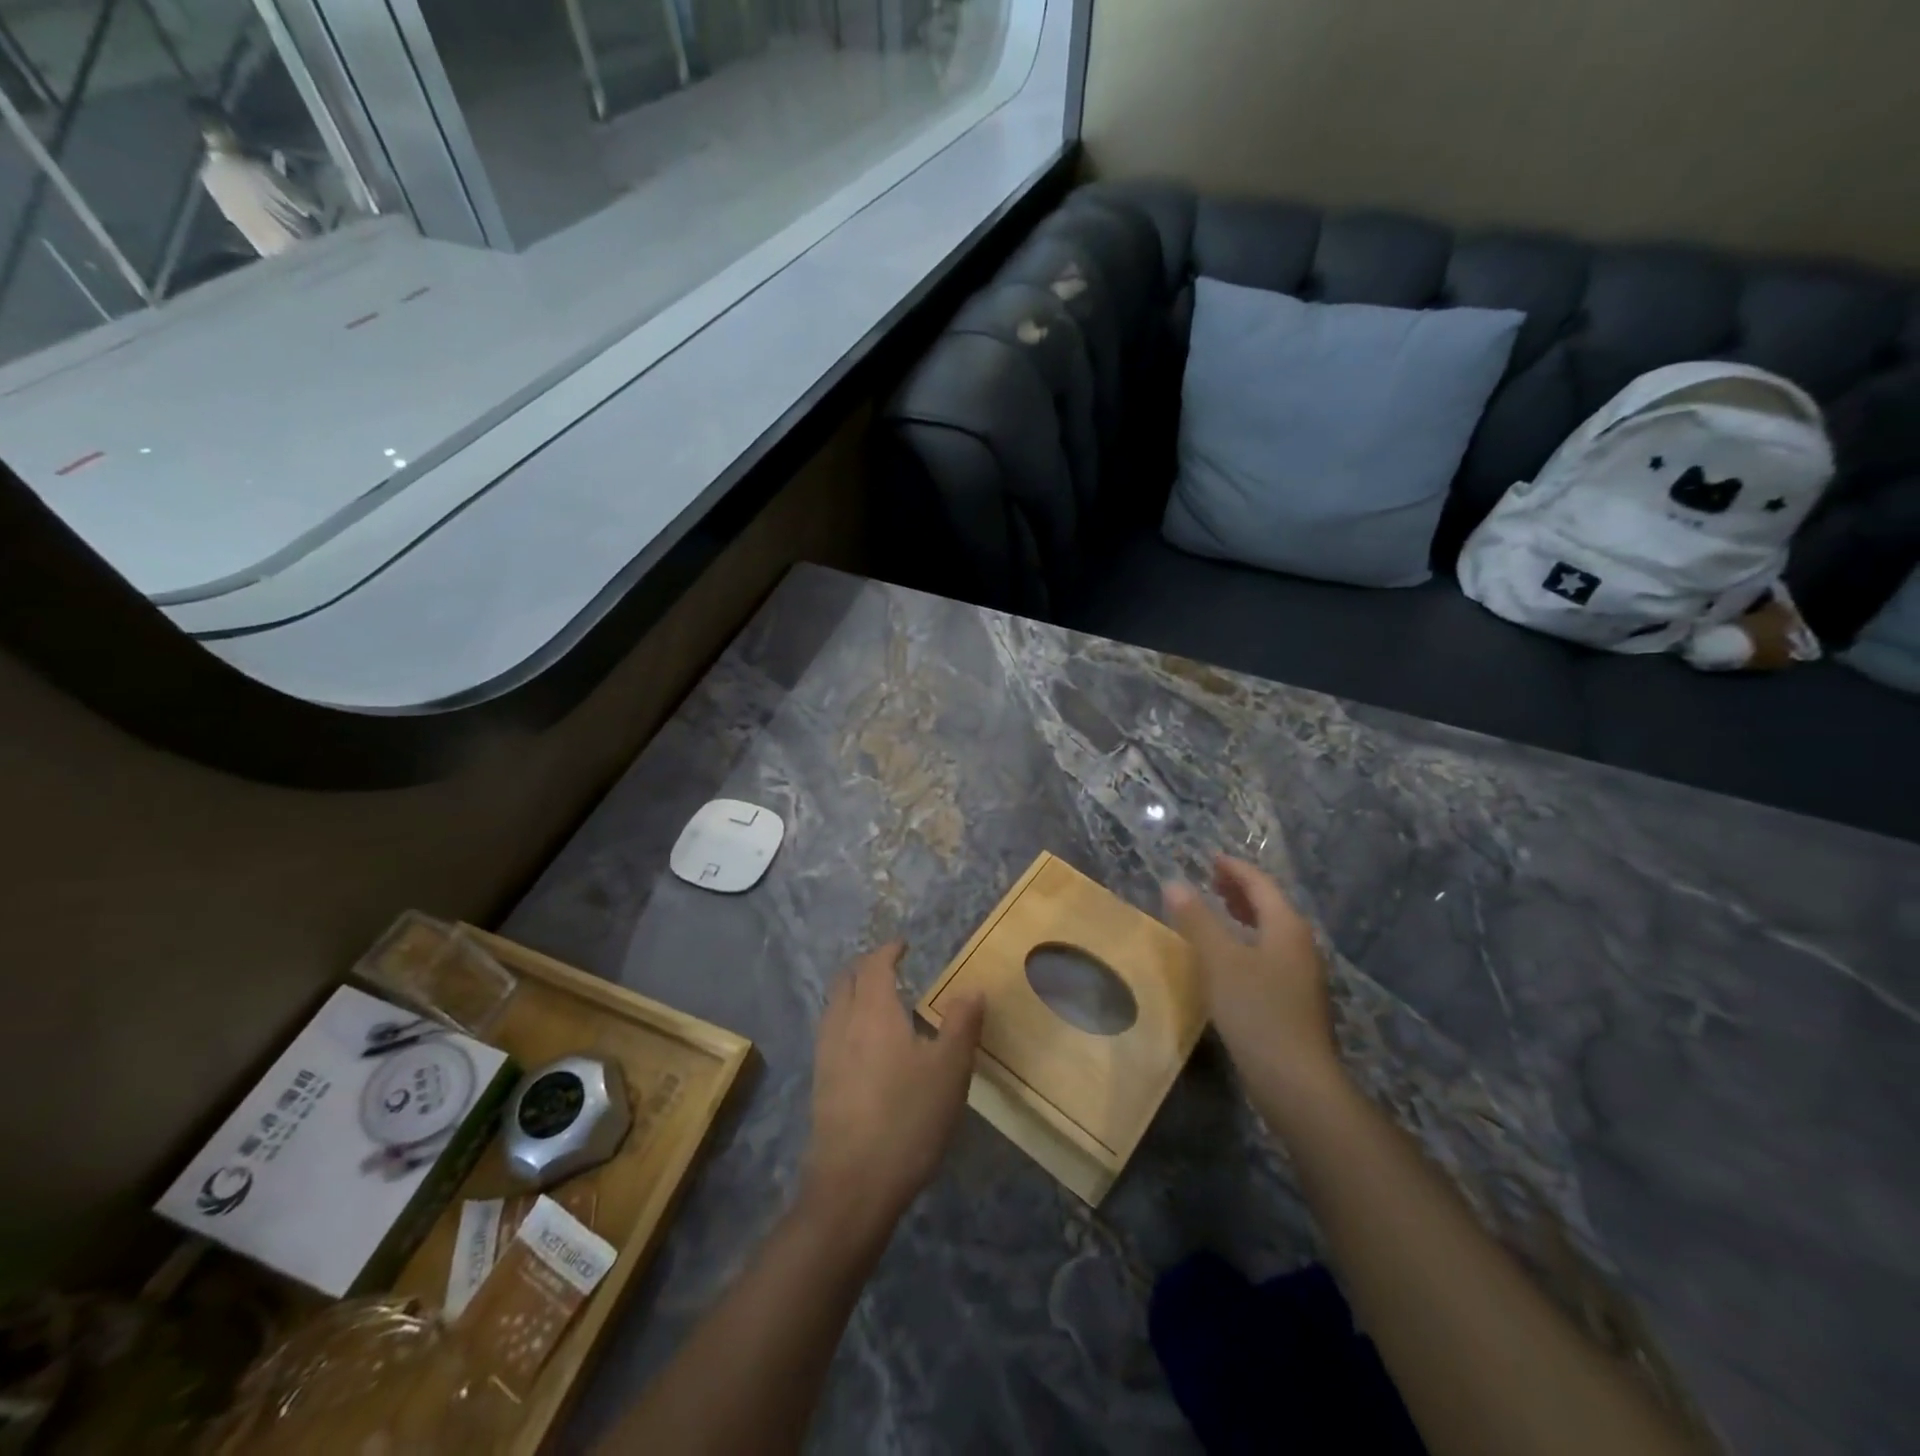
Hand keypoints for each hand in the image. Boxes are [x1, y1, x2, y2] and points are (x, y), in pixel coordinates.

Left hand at [801, 943, 984, 1236]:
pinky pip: (831, 1035)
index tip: (903, 945)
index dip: (888, 951)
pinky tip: (865, 1047)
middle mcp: (842, 1024)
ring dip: (852, 994)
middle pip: (845, 981)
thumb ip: (961, 1025)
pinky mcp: (820, 1085)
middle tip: (889, 967)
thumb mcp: (950, 1070)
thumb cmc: (907, 1119)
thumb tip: (973, 989)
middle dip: (865, 967)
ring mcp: (826, 1056)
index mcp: (873, 1011)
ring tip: (878, 1002)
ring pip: (834, 1007)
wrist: (853, 1186)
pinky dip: (846, 1022)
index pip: (874, 965)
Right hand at [1164, 855, 1342, 1107]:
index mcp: (1286, 927)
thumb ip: (1197, 920)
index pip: (1260, 884)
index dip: (1234, 868)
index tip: (1210, 858)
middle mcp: (1300, 944)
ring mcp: (1302, 974)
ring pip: (1271, 930)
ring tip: (1219, 910)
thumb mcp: (1219, 961)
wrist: (1296, 1081)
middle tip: (1211, 879)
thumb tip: (1174, 883)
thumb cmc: (1257, 1011)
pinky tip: (1231, 957)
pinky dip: (1249, 940)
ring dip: (1245, 914)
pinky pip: (1270, 952)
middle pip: (1270, 904)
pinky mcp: (1296, 999)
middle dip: (1241, 889)